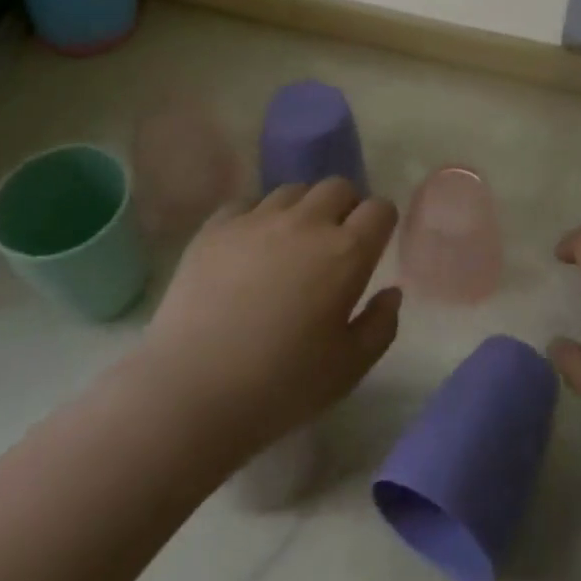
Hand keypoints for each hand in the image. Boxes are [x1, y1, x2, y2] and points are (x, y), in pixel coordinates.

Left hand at [131, 178, 401, 466]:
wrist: (190, 393)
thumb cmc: (281, 386)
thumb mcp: (349, 369)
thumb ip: (381, 326)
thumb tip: (390, 293)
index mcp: (346, 253)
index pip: (379, 209)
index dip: (381, 222)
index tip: (373, 244)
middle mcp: (306, 222)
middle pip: (338, 187)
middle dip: (345, 207)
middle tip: (334, 242)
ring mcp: (257, 219)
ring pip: (293, 190)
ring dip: (302, 209)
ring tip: (290, 243)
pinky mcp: (215, 227)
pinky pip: (246, 202)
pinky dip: (256, 217)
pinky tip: (248, 247)